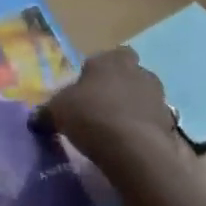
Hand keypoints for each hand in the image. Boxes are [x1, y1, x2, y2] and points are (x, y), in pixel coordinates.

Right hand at [34, 48, 186, 172]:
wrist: (135, 149)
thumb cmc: (92, 115)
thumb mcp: (58, 111)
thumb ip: (47, 111)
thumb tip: (35, 118)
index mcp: (111, 59)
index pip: (109, 56)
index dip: (100, 71)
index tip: (88, 89)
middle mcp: (139, 71)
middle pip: (130, 74)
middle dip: (120, 87)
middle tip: (103, 108)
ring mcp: (159, 97)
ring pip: (144, 98)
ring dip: (135, 109)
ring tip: (117, 131)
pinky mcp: (171, 124)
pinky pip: (153, 123)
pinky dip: (144, 131)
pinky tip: (131, 146)